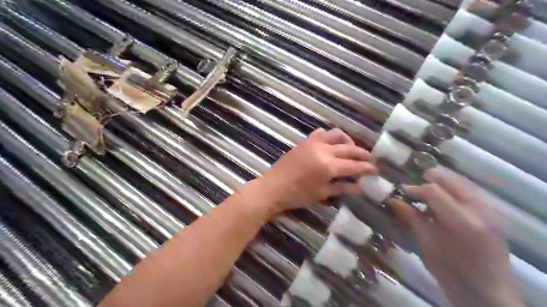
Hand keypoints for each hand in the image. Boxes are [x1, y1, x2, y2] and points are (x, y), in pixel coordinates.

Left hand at [256, 127, 375, 215]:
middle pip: (350, 148)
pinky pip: (321, 133)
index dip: (367, 168)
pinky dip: (330, 136)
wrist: (274, 187)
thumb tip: (359, 187)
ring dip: (348, 140)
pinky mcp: (305, 141)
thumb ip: (342, 188)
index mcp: (329, 166)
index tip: (376, 170)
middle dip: (363, 153)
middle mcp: (324, 150)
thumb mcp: (322, 194)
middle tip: (370, 159)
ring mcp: (314, 143)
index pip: (355, 165)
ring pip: (337, 134)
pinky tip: (331, 144)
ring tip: (351, 148)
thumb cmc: (298, 195)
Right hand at [391, 170, 522, 306]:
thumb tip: (392, 200)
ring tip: (427, 193)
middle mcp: (479, 210)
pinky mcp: (494, 215)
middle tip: (415, 188)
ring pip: (462, 182)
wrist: (487, 294)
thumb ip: (410, 217)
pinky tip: (445, 201)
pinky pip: (471, 191)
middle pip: (450, 180)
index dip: (414, 188)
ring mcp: (490, 211)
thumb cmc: (451, 271)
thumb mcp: (426, 244)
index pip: (433, 190)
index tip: (402, 191)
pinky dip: (454, 190)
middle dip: (429, 179)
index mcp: (460, 221)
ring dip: (442, 183)